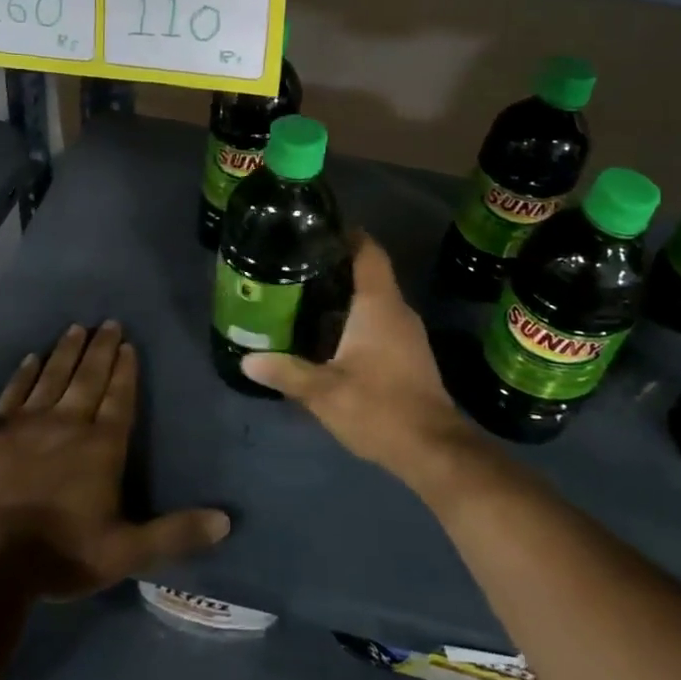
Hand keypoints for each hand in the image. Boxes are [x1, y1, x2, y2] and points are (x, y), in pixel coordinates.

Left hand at [0, 321, 229, 599]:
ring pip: (53, 377)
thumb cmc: (64, 553)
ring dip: (66, 352)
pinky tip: (30, 358)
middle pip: (88, 378)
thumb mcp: (128, 552)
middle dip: (101, 349)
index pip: (119, 398)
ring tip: (76, 328)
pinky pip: (13, 393)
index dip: (126, 371)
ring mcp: (29, 424)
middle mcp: (69, 424)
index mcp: (102, 446)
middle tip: (108, 322)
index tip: (129, 344)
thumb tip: (225, 521)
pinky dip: (23, 374)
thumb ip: (175, 533)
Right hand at [242, 236, 480, 483]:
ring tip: (305, 295)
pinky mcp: (410, 355)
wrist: (433, 450)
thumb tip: (247, 359)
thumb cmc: (379, 408)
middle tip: (297, 264)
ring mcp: (408, 333)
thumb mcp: (324, 392)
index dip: (347, 234)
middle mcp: (397, 310)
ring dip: (346, 295)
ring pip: (375, 300)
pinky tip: (329, 333)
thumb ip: (286, 372)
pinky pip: (380, 321)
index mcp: (379, 305)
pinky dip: (356, 318)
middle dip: (336, 266)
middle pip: (369, 273)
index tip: (317, 229)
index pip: (368, 251)